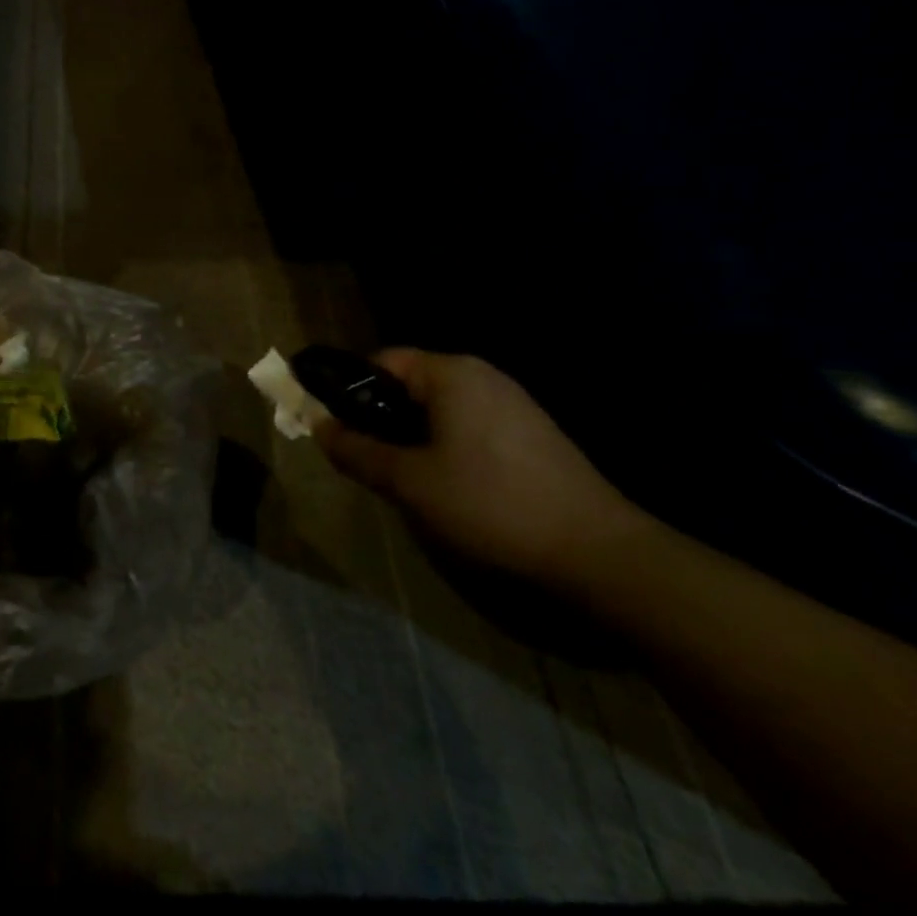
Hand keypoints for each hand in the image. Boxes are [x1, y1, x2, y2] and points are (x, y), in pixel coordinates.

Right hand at [315, 349, 653, 588]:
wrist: (599, 554)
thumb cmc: (491, 505)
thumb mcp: (409, 481)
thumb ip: (356, 450)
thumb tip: (317, 426)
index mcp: (452, 374)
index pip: (381, 361)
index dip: (348, 389)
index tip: (332, 424)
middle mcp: (483, 377)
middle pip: (409, 384)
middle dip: (378, 417)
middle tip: (362, 456)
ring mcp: (513, 405)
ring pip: (438, 409)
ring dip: (409, 435)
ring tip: (399, 475)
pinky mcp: (532, 435)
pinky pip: (467, 426)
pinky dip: (443, 445)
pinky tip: (445, 486)